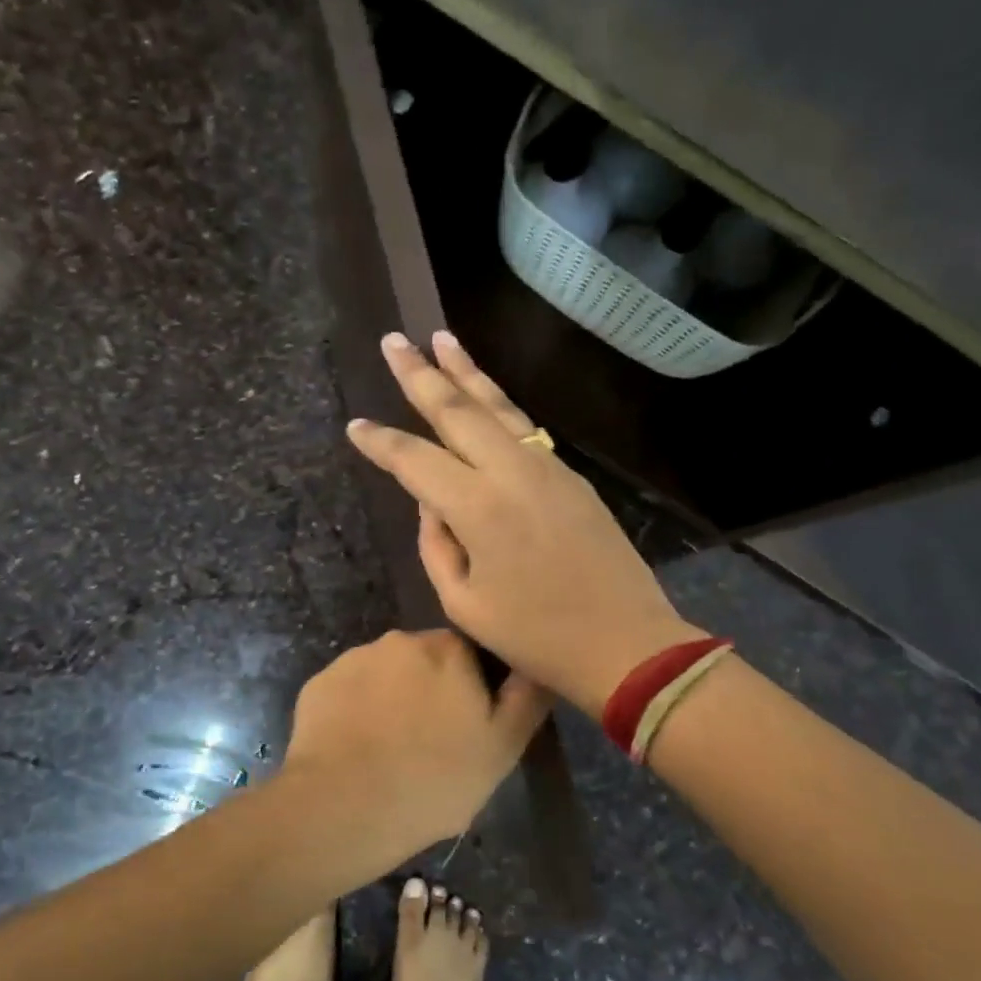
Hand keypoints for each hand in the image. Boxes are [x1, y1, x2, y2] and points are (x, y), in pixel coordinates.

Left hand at [282, 628, 548, 852]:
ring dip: (390, 701)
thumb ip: (526, 698)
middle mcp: (400, 641)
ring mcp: (353, 660)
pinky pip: (348, 693)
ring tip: (388, 752)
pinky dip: (355, 713)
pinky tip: (355, 751)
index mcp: (448, 649)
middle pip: (424, 662)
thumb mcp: (502, 748)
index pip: (470, 654)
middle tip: (429, 744)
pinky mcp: (318, 684)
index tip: (466, 727)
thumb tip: (535, 664)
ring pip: (384, 676)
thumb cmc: (434, 780)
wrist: (341, 807)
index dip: (471, 690)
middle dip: (428, 692)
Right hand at [345, 331, 706, 713]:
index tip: (355, 426)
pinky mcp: (571, 476)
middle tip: (393, 340)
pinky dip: (497, 404)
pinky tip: (484, 396)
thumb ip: (437, 545)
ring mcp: (547, 467)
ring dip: (466, 371)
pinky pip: (524, 428)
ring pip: (497, 407)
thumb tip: (432, 502)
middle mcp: (511, 471)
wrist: (625, 642)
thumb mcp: (464, 603)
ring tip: (440, 338)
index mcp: (477, 507)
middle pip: (457, 409)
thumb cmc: (537, 636)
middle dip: (420, 374)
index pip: (415, 460)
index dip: (381, 442)